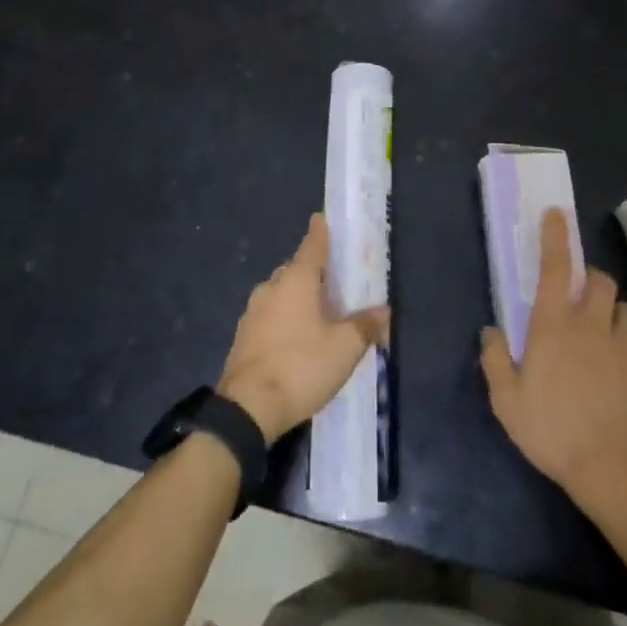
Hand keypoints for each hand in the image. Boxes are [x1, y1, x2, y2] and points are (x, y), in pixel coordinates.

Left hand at [219, 213, 389, 440]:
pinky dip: (284, 319)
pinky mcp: (243, 336)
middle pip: (295, 269)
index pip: (312, 245)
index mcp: (297, 280)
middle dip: (312, 271)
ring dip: (297, 297)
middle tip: (333, 282)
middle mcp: (272, 287)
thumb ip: (365, 326)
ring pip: (280, 293)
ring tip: (318, 315)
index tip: (322, 218)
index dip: (320, 231)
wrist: (247, 408)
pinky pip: (270, 316)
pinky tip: (296, 339)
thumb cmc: (301, 367)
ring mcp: (253, 312)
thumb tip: (383, 311)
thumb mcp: (344, 349)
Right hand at [480, 208, 626, 502]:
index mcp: (554, 326)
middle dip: (590, 277)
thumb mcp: (506, 399)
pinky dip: (623, 353)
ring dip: (611, 311)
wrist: (613, 471)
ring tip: (600, 331)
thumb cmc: (550, 429)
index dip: (555, 237)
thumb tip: (492, 331)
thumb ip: (495, 359)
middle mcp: (591, 328)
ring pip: (625, 309)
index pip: (555, 269)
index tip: (556, 214)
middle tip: (577, 294)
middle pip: (600, 281)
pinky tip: (613, 380)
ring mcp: (623, 351)